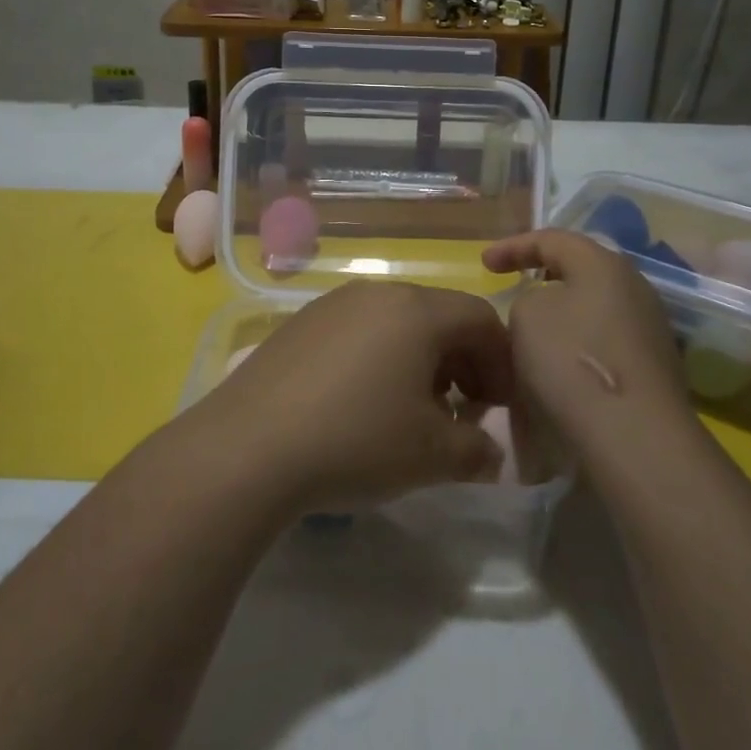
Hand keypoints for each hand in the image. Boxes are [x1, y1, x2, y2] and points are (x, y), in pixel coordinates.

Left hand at [193, 281, 515, 513]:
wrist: (248, 447)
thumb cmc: (355, 440)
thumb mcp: (431, 456)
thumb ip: (477, 451)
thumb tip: (490, 453)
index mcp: (417, 311)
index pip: (481, 318)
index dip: (501, 362)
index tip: (500, 408)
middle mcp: (377, 293)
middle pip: (439, 316)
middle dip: (463, 363)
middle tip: (462, 413)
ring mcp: (333, 304)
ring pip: (397, 323)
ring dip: (420, 362)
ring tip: (412, 412)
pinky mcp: (300, 324)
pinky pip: (358, 331)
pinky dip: (379, 359)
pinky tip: (362, 405)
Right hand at [481, 230, 691, 454]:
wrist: (636, 438)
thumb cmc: (572, 362)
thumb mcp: (526, 316)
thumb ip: (528, 299)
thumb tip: (546, 311)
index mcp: (603, 264)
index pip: (552, 239)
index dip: (513, 246)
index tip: (484, 265)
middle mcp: (634, 287)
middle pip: (581, 270)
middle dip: (544, 276)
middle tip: (515, 286)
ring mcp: (650, 329)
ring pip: (594, 308)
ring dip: (562, 315)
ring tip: (533, 333)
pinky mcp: (654, 368)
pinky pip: (605, 341)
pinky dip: (578, 345)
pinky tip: (560, 369)